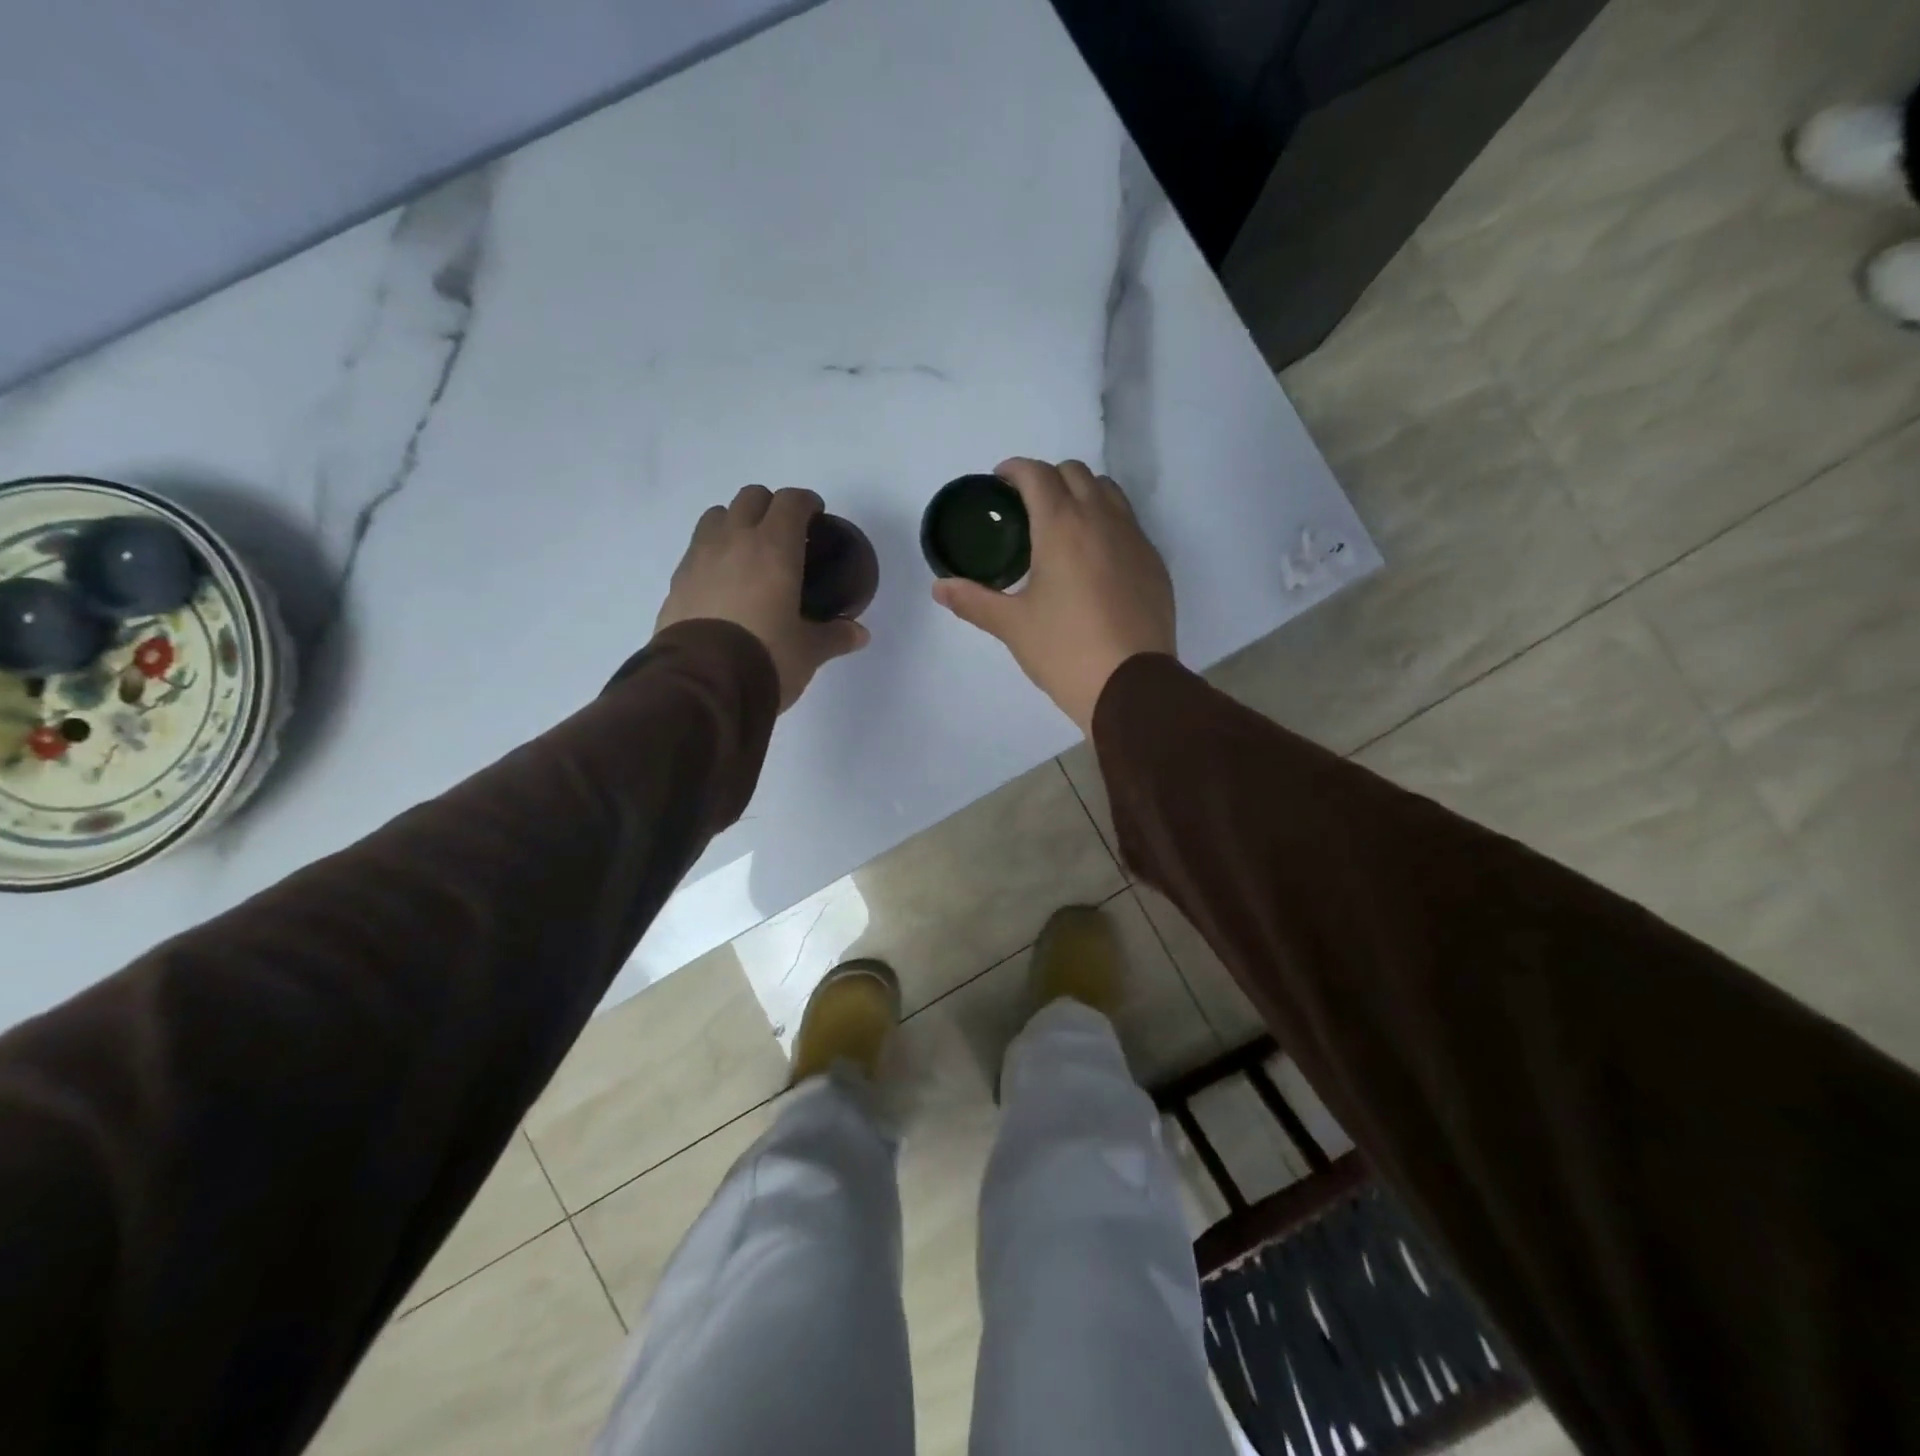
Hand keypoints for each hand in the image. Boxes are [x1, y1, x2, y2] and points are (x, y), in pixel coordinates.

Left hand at [656, 485, 868, 710]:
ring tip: (749, 553)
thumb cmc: (766, 657)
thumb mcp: (808, 651)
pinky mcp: (677, 581)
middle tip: (785, 534)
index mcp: (774, 548)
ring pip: (717, 516)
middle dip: (770, 507)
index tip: (816, 516)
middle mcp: (734, 540)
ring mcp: (699, 557)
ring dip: (735, 523)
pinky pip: (697, 550)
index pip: (791, 502)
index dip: (806, 502)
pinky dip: (713, 553)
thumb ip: (834, 636)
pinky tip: (724, 583)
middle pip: (751, 497)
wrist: (702, 683)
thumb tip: (859, 634)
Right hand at [932, 458, 1173, 733]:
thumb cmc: (1065, 650)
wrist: (1131, 685)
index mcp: (1062, 526)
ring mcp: (1135, 539)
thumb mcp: (1012, 626)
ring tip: (1063, 526)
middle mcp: (1102, 520)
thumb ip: (973, 600)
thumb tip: (939, 587)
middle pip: (1075, 473)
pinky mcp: (1154, 563)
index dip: (1015, 470)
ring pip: (1108, 492)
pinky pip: (1129, 524)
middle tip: (1027, 507)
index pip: (1037, 474)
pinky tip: (1094, 560)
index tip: (1000, 482)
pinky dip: (1107, 524)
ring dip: (1082, 494)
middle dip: (1048, 479)